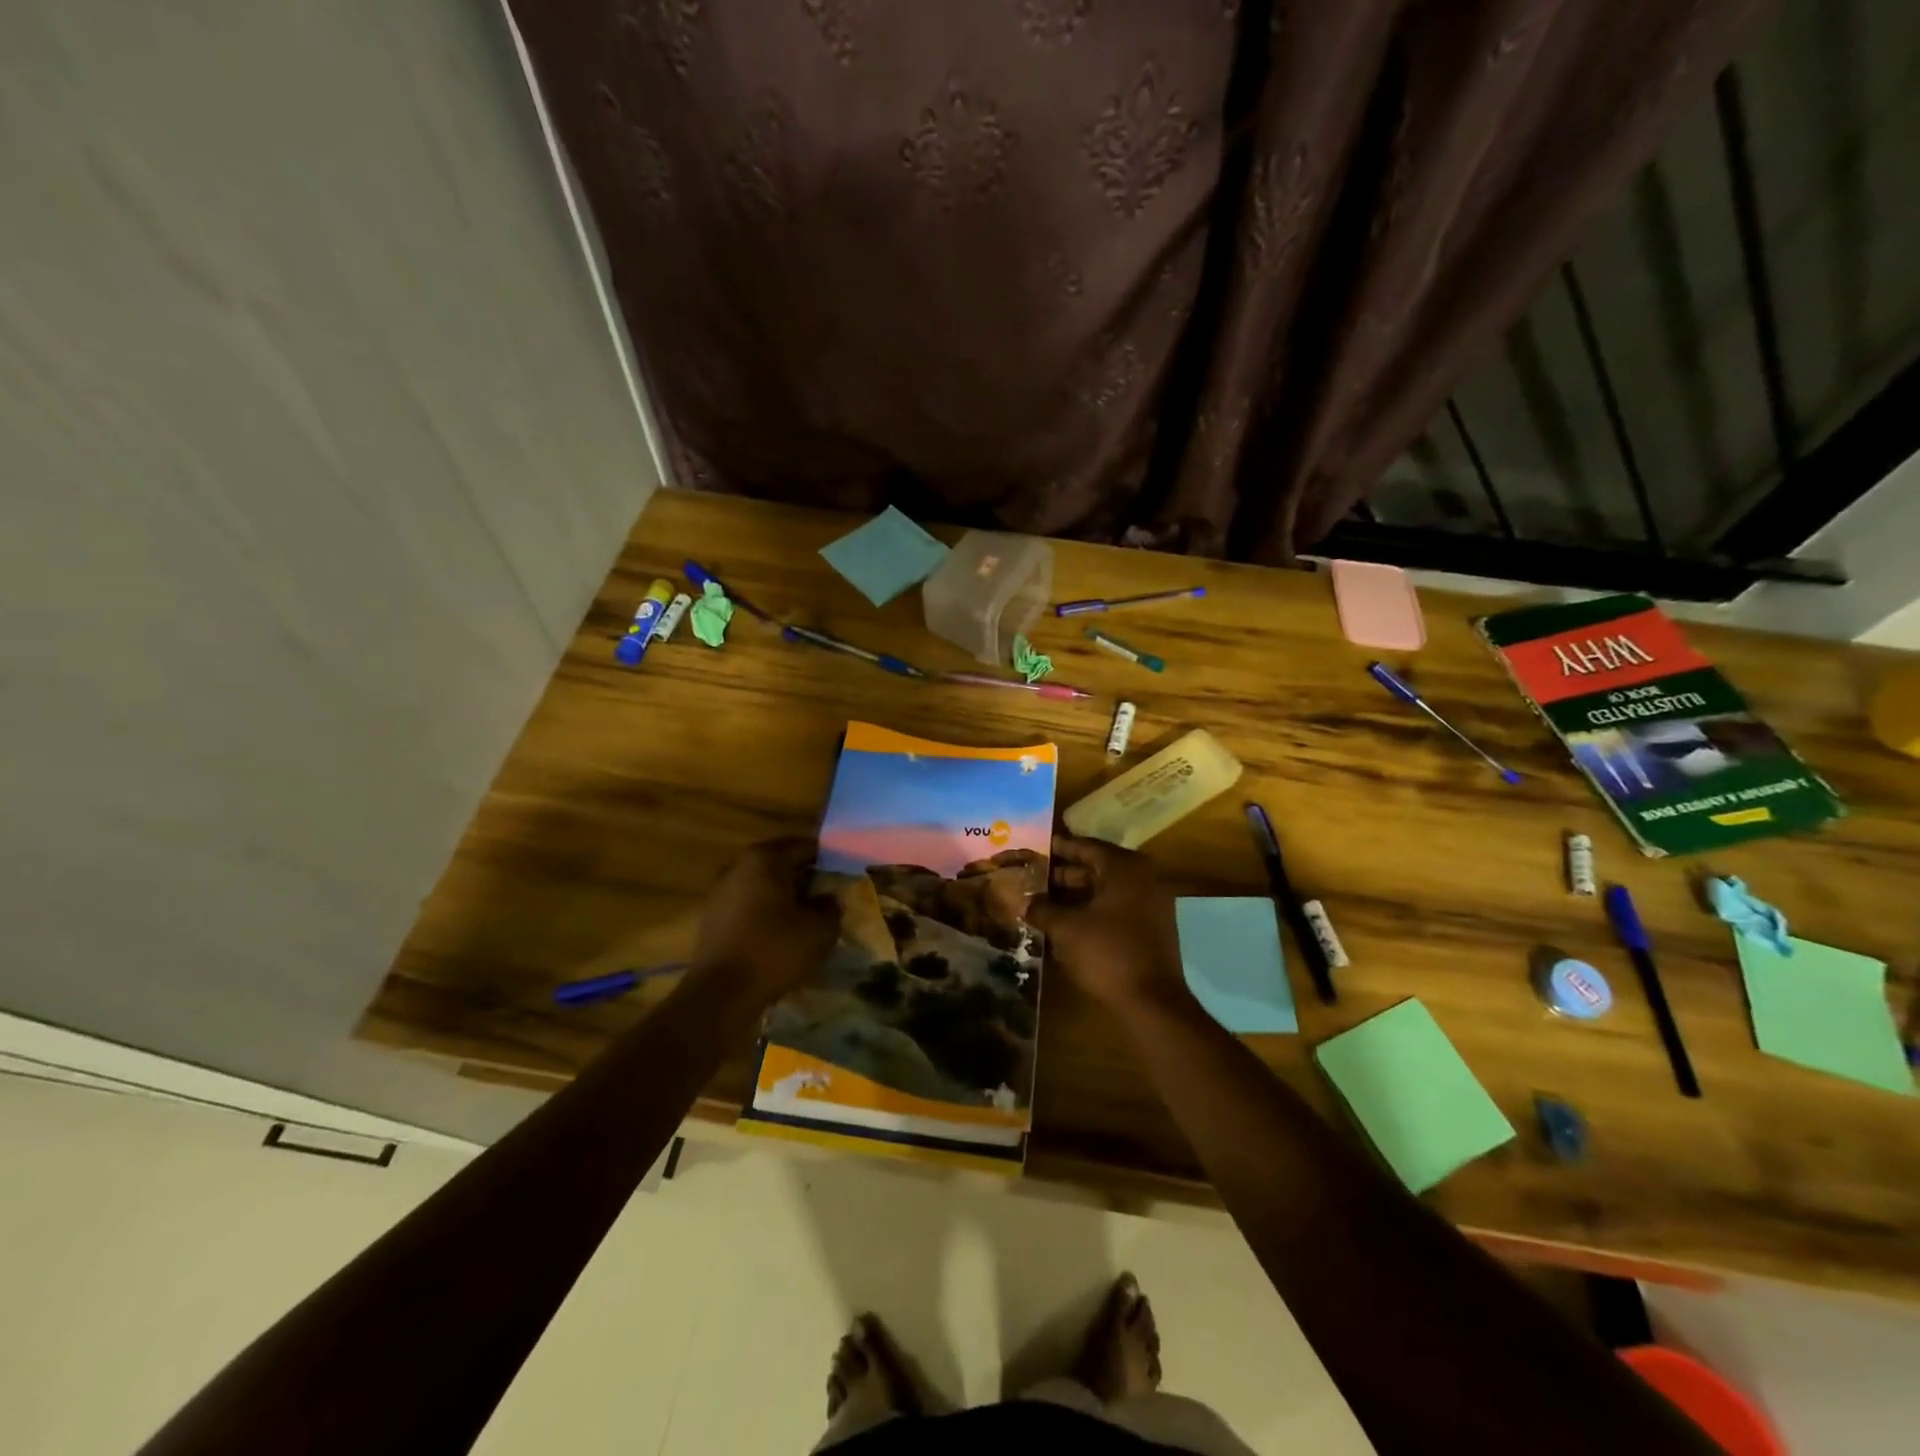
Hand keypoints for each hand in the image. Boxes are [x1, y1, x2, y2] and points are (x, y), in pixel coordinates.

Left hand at [688, 838, 841, 1009]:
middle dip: (806, 878)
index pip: (805, 846)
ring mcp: (721, 890)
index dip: (828, 860)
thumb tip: (830, 899)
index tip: (844, 877)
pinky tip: (780, 934)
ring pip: (764, 885)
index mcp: (766, 858)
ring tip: (807, 919)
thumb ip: (831, 908)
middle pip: (782, 863)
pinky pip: (748, 905)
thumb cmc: (774, 951)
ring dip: (785, 897)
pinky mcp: (712, 916)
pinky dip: (766, 913)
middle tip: (828, 899)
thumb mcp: (819, 930)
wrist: (720, 994)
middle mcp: (739, 865)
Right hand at [1028, 833, 1189, 1018]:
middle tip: (1033, 876)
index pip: (1085, 847)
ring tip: (1043, 900)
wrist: (1151, 1002)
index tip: (1034, 847)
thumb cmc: (1107, 953)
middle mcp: (1142, 876)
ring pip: (1106, 889)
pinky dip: (1092, 908)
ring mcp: (1151, 901)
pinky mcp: (1151, 925)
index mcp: (1124, 867)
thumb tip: (1025, 902)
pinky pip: (1116, 906)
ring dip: (1076, 894)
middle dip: (1063, 873)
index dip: (1057, 848)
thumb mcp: (1066, 928)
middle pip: (1096, 867)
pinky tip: (1066, 920)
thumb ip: (1042, 908)